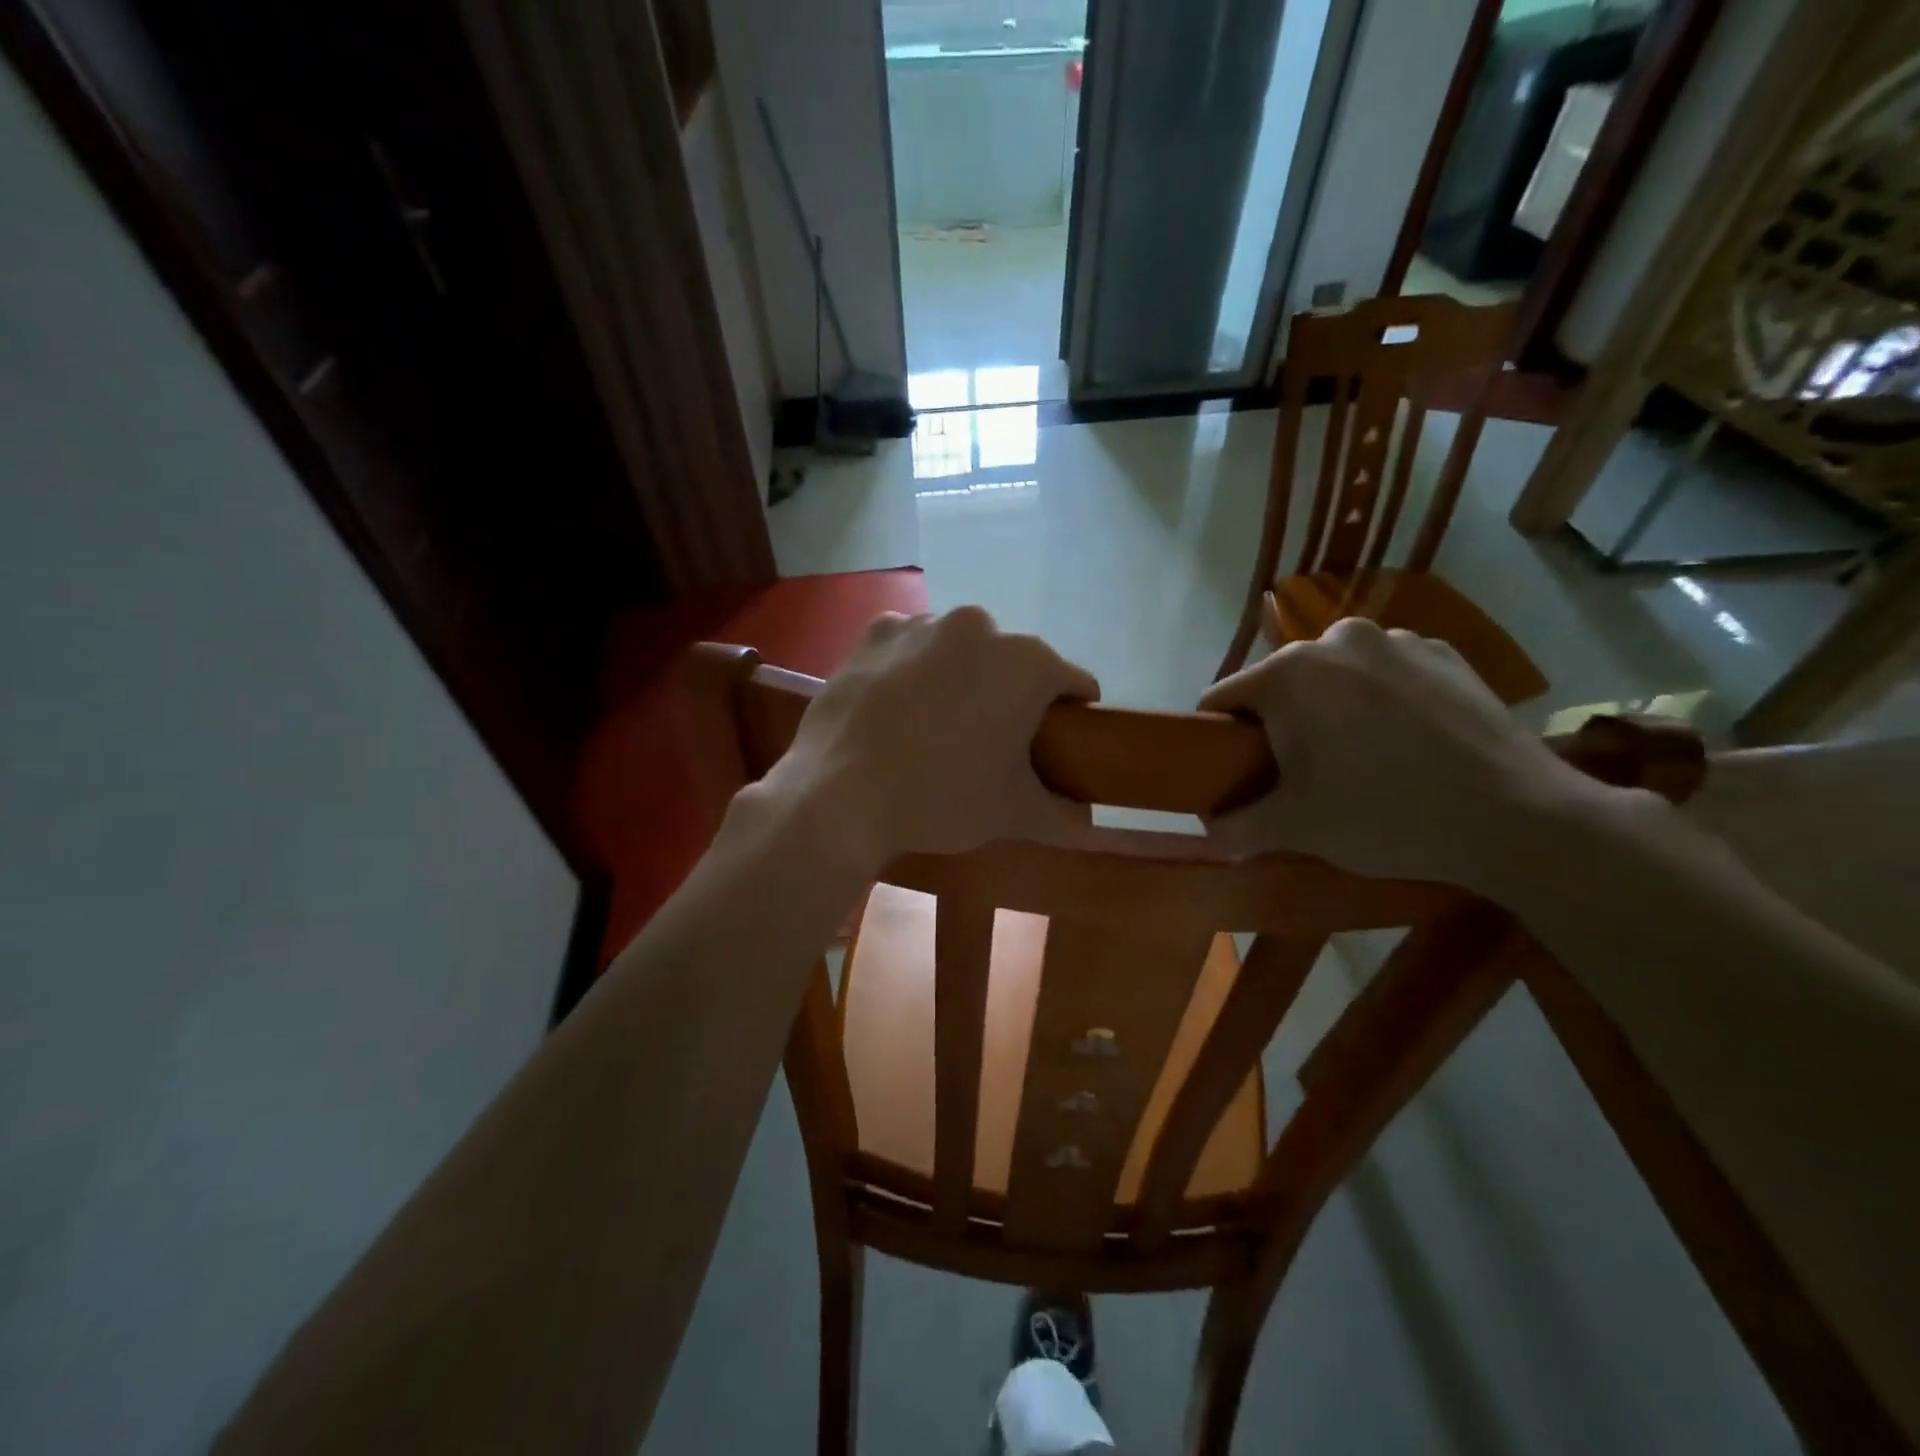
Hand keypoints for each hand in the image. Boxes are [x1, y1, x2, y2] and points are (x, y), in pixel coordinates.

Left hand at [761, 607, 1100, 863]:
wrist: (840, 794)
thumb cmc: (942, 798)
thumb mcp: (1014, 815)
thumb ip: (1065, 816)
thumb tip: (1090, 823)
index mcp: (1028, 663)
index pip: (1073, 685)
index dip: (1071, 716)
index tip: (1054, 745)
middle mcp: (980, 626)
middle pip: (1013, 663)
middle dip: (1010, 695)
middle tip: (989, 742)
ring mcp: (924, 623)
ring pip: (960, 650)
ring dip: (960, 677)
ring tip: (935, 725)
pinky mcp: (877, 632)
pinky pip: (911, 646)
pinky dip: (912, 668)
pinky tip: (896, 706)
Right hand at [1198, 619, 1611, 890]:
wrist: (1515, 818)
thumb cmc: (1385, 816)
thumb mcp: (1295, 829)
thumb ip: (1235, 827)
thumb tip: (1207, 828)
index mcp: (1288, 673)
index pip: (1222, 699)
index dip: (1220, 739)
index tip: (1237, 772)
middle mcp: (1336, 639)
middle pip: (1281, 683)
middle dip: (1280, 723)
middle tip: (1302, 773)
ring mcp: (1396, 640)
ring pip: (1335, 674)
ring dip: (1331, 706)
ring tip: (1360, 756)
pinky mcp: (1444, 652)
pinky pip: (1386, 672)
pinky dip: (1381, 698)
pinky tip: (1407, 740)